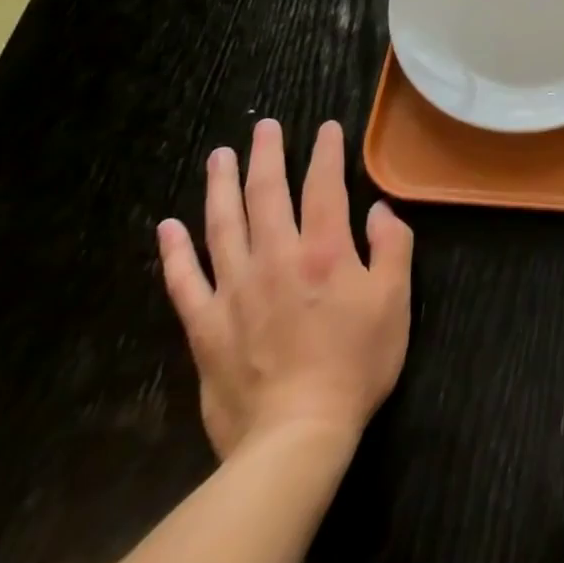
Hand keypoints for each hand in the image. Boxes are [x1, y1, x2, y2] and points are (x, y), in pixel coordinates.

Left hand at [158, 119, 412, 460]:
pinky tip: (168, 227)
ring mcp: (235, 290)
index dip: (326, 153)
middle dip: (267, 156)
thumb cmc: (356, 363)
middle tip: (263, 127)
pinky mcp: (206, 326)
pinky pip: (184, 281)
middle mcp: (277, 258)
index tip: (325, 128)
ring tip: (218, 157)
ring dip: (220, 187)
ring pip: (223, 226)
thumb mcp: (395, 301)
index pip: (325, 187)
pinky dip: (174, 252)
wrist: (295, 435)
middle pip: (267, 195)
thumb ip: (392, 247)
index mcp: (326, 251)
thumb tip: (379, 210)